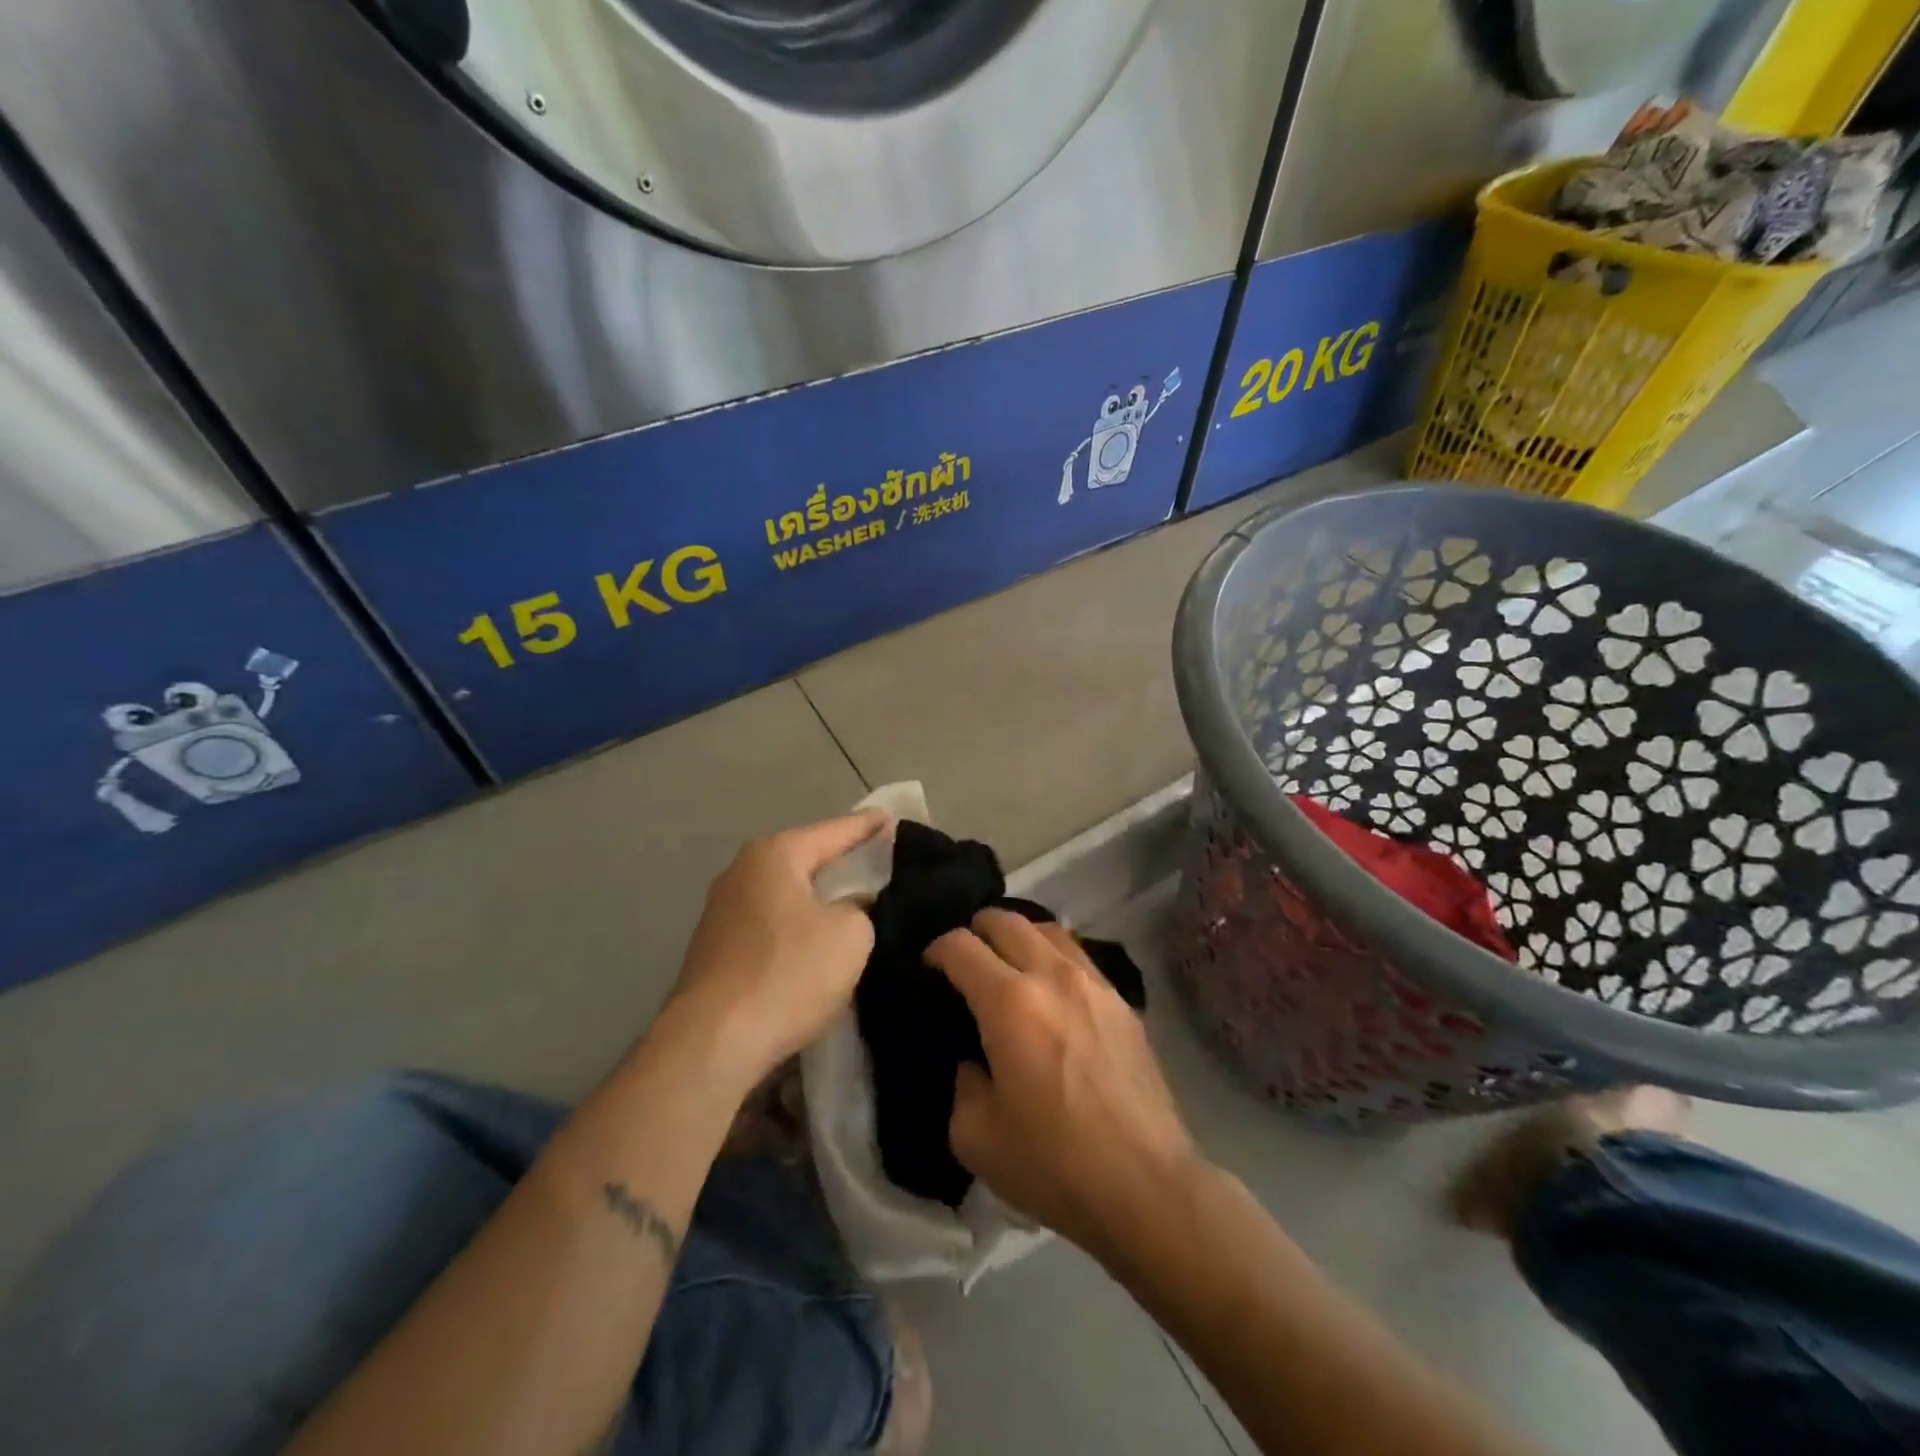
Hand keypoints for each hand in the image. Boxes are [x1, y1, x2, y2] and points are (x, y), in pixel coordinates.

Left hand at [668, 811, 888, 1089]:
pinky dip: (796, 924)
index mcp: (775, 855)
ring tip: (852, 901)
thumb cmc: (788, 974)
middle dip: (840, 860)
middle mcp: (742, 871)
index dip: (868, 827)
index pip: (834, 831)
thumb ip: (861, 908)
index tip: (892, 819)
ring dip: (817, 897)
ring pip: (786, 893)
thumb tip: (851, 907)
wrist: (713, 1042)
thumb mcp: (850, 935)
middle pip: (804, 858)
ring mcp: (723, 910)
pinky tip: (815, 940)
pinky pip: (770, 922)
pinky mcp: (716, 948)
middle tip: (878, 861)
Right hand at [926, 909, 1198, 1258]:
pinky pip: (1079, 956)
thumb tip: (974, 1059)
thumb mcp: (976, 1137)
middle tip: (965, 958)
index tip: (929, 969)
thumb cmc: (1055, 1164)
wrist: (1147, 1186)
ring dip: (1019, 936)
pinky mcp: (1123, 1001)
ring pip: (1048, 929)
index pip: (961, 947)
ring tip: (1008, 962)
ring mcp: (1094, 983)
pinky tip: (1051, 989)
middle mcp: (1052, 975)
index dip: (936, 950)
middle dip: (976, 929)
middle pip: (1006, 920)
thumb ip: (962, 1083)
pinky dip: (1053, 956)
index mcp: (1009, 1003)